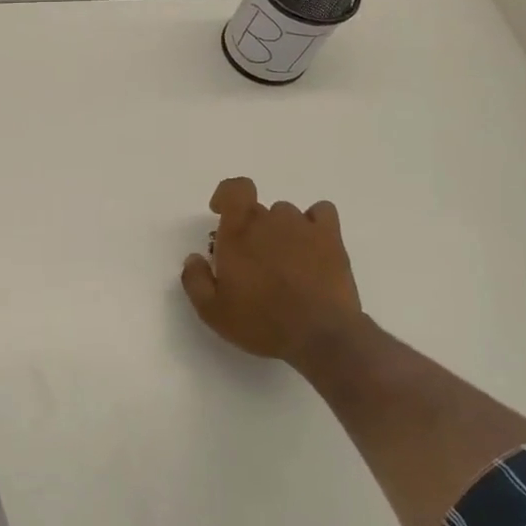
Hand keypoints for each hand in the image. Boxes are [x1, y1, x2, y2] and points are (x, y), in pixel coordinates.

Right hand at [180, 177, 366, 371]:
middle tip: (251, 261)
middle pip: (256, 209)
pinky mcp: (331, 239)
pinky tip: (311, 245)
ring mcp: (303, 227)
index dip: (226, 195)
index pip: (234, 189)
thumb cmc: (261, 322)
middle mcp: (269, 221)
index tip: (220, 214)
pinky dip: (314, 223)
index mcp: (238, 232)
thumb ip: (195, 280)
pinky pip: (321, 213)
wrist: (320, 336)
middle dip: (249, 229)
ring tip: (283, 261)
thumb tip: (194, 258)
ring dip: (279, 230)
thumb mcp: (212, 311)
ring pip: (286, 214)